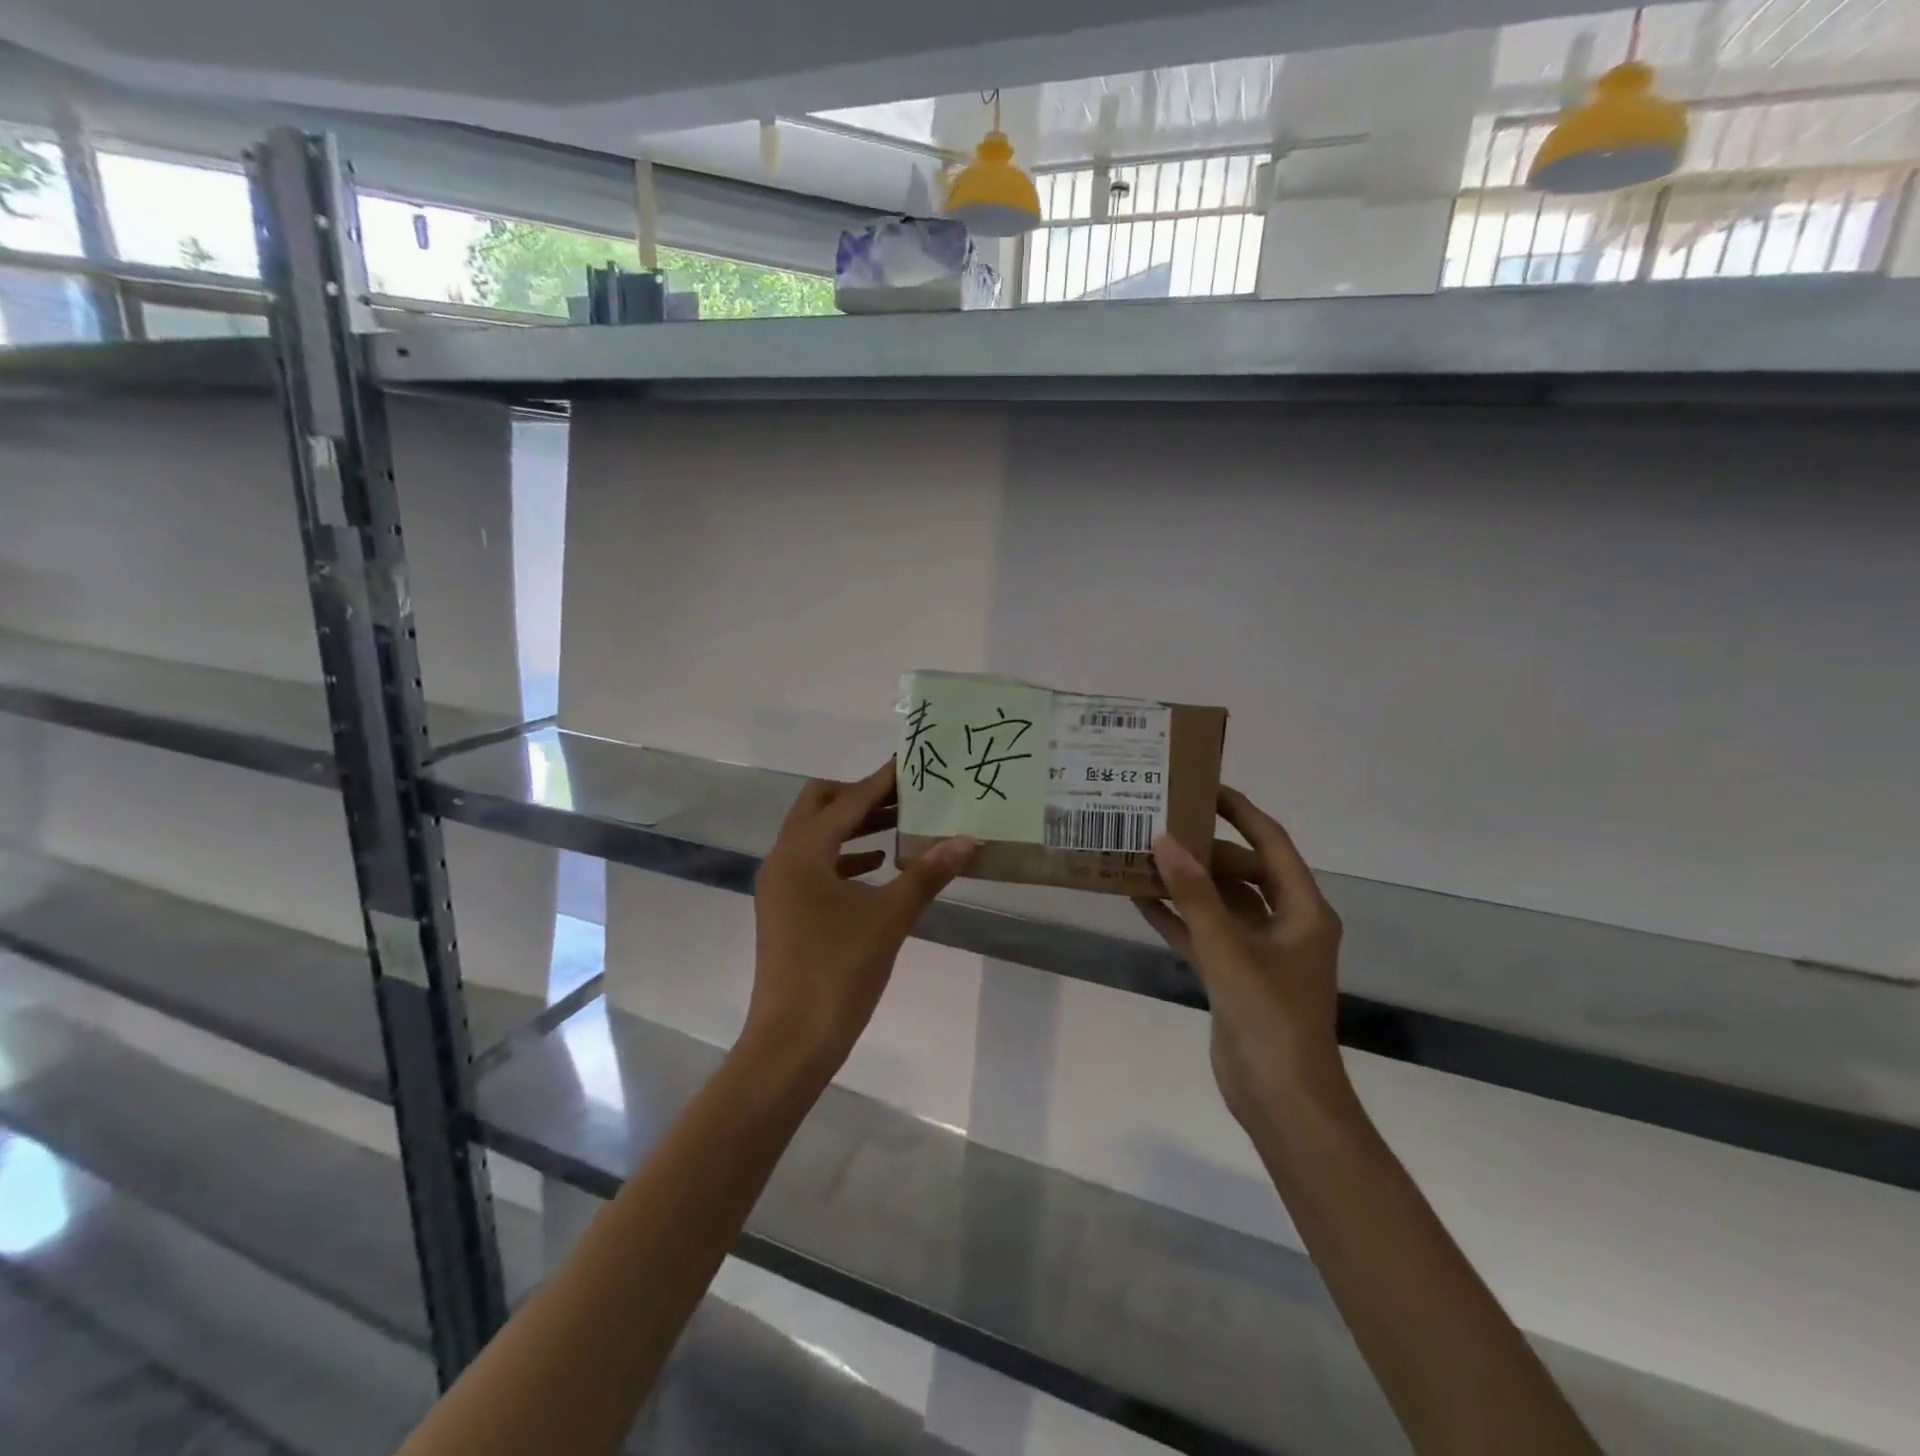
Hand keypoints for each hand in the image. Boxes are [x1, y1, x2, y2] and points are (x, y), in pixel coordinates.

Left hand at [748, 760, 973, 1082]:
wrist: (792, 1040)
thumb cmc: (839, 972)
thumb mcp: (889, 918)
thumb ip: (927, 874)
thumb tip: (966, 840)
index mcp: (803, 852)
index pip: (847, 801)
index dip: (881, 781)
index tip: (910, 762)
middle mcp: (783, 859)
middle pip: (819, 806)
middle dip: (861, 797)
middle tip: (905, 798)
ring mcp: (780, 885)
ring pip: (816, 835)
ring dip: (854, 826)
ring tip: (900, 825)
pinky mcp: (784, 908)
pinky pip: (814, 864)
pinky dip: (844, 855)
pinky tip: (878, 866)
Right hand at [1135, 788, 1346, 1130]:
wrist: (1282, 1101)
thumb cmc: (1269, 1018)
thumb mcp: (1229, 951)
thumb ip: (1196, 896)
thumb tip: (1165, 840)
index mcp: (1303, 910)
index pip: (1272, 843)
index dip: (1241, 811)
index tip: (1204, 786)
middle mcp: (1285, 923)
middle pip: (1242, 870)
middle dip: (1203, 849)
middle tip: (1159, 824)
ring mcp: (1259, 951)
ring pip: (1220, 902)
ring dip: (1187, 883)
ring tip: (1143, 855)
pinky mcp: (1235, 975)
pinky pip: (1204, 934)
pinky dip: (1178, 918)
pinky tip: (1139, 900)